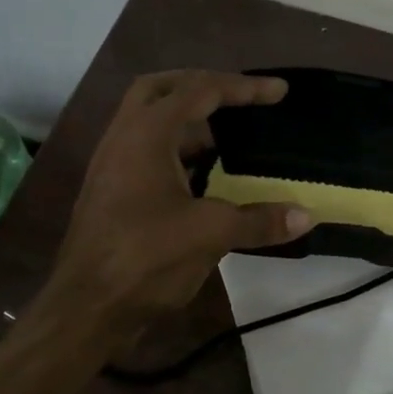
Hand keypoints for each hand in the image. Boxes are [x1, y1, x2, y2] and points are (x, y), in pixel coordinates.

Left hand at [45, 71, 311, 343]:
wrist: (85, 308)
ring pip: (150, 120)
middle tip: (240, 97)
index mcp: (146, 134)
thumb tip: (307, 215)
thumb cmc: (145, 258)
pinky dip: (178, 149)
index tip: (279, 91)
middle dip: (204, 86)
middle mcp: (124, 137)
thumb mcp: (210, 234)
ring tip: (229, 136)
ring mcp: (112, 163)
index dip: (244, 87)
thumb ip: (259, 220)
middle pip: (163, 89)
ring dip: (189, 120)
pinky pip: (147, 150)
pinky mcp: (111, 189)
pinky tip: (204, 174)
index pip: (200, 91)